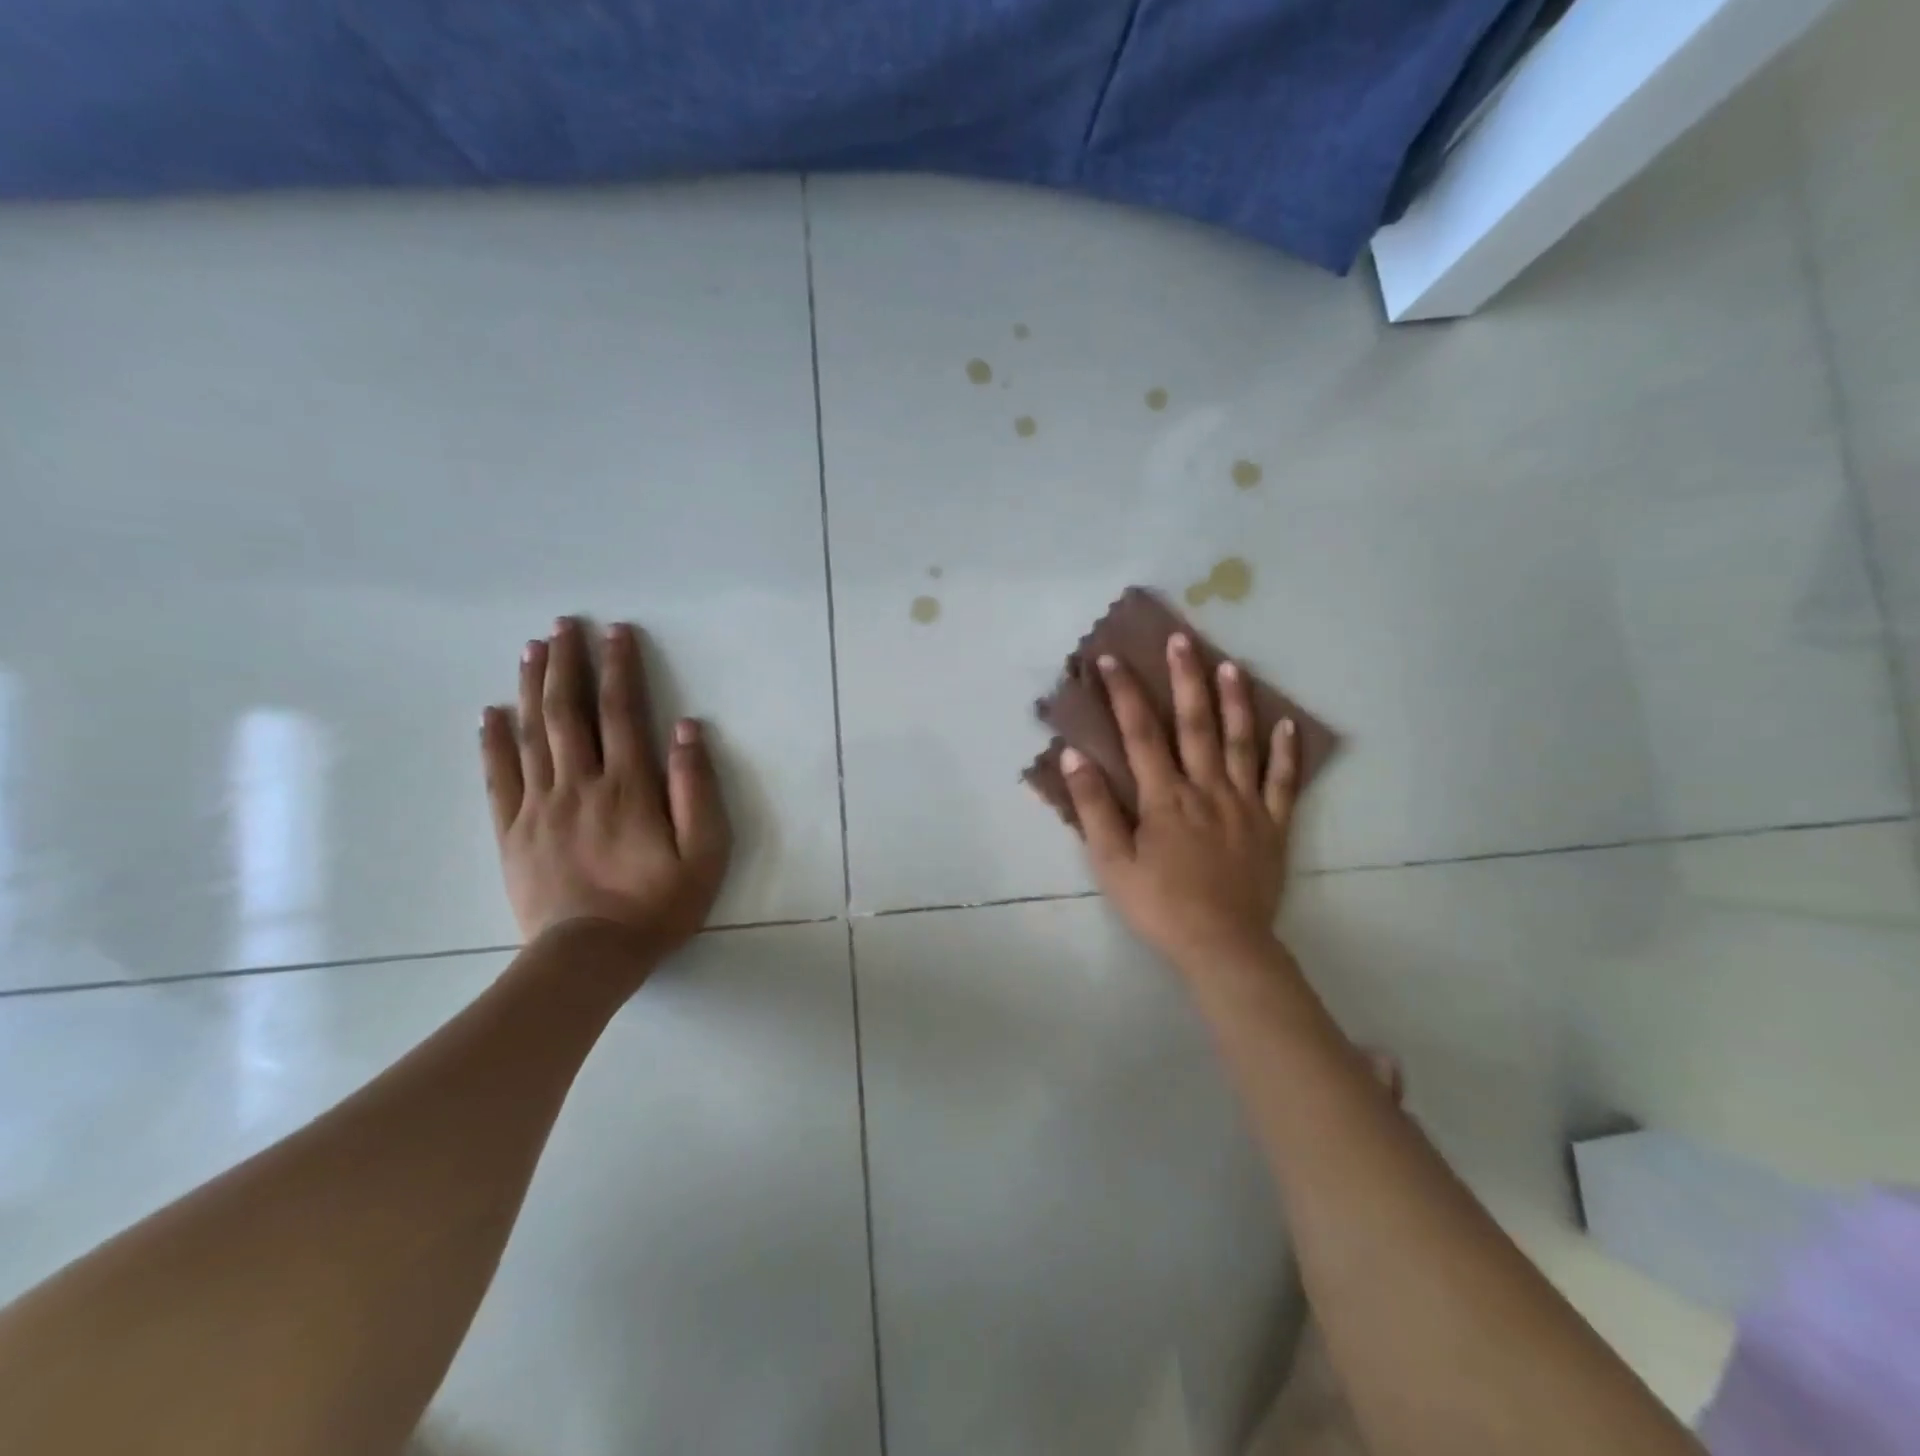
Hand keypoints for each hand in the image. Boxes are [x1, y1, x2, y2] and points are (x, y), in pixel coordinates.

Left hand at [479, 617, 730, 963]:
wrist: (590, 958)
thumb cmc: (658, 905)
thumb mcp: (704, 852)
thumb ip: (696, 789)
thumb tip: (686, 730)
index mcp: (629, 787)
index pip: (622, 712)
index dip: (619, 668)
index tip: (616, 632)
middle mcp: (580, 784)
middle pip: (570, 711)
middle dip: (568, 663)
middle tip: (564, 624)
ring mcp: (540, 806)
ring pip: (532, 734)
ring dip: (532, 687)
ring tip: (532, 649)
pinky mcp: (512, 832)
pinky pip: (498, 777)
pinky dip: (493, 741)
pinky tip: (491, 713)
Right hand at [1055, 634, 1298, 971]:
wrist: (1223, 946)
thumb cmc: (1159, 905)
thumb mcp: (1112, 862)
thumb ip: (1094, 807)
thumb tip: (1075, 757)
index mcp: (1165, 797)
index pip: (1140, 734)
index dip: (1124, 694)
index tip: (1110, 659)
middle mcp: (1206, 788)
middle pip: (1195, 724)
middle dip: (1185, 679)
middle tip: (1182, 639)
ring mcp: (1245, 804)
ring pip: (1241, 743)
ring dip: (1235, 702)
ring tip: (1231, 665)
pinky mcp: (1273, 825)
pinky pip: (1283, 782)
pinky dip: (1286, 752)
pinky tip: (1287, 724)